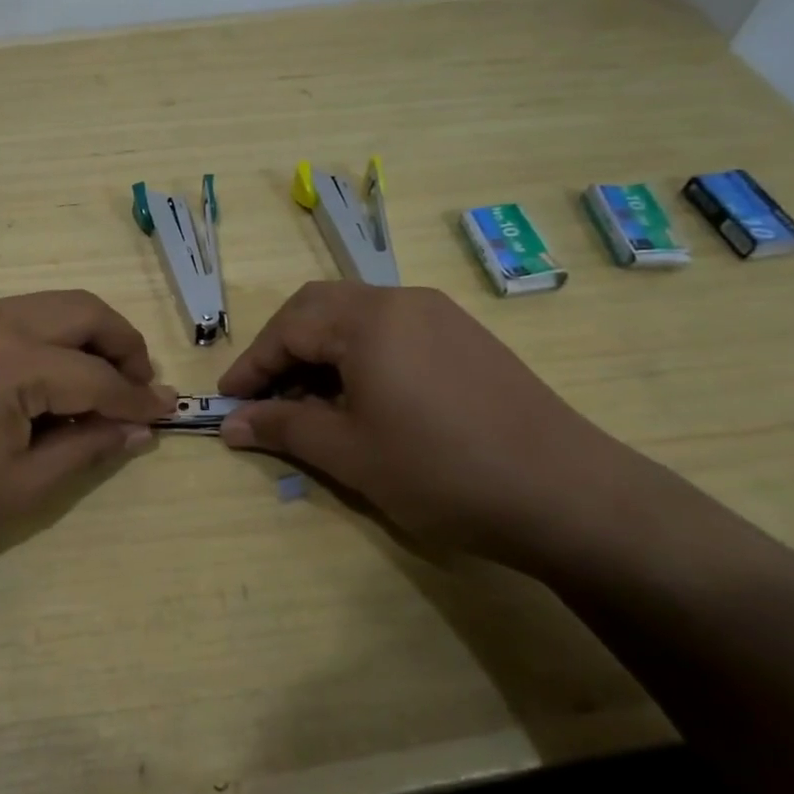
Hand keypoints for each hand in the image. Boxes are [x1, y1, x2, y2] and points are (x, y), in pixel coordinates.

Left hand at [0, 292, 174, 577]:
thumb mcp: (17, 490)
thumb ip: (86, 450)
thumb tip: (139, 429)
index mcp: (15, 358)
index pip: (99, 376)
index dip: (139, 398)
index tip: (169, 414)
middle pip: (83, 311)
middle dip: (123, 345)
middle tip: (139, 388)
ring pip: (49, 307)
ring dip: (85, 339)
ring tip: (95, 389)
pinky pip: (13, 318)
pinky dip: (46, 340)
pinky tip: (41, 384)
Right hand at [218, 282, 638, 569]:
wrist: (565, 493)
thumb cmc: (440, 471)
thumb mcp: (349, 453)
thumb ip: (283, 429)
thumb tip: (230, 424)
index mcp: (368, 319)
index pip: (288, 327)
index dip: (252, 365)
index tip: (227, 401)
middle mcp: (402, 300)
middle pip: (320, 308)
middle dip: (283, 348)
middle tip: (265, 395)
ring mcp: (440, 315)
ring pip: (357, 317)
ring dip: (321, 351)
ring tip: (310, 403)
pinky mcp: (466, 337)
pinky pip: (393, 331)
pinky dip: (360, 355)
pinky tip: (363, 399)